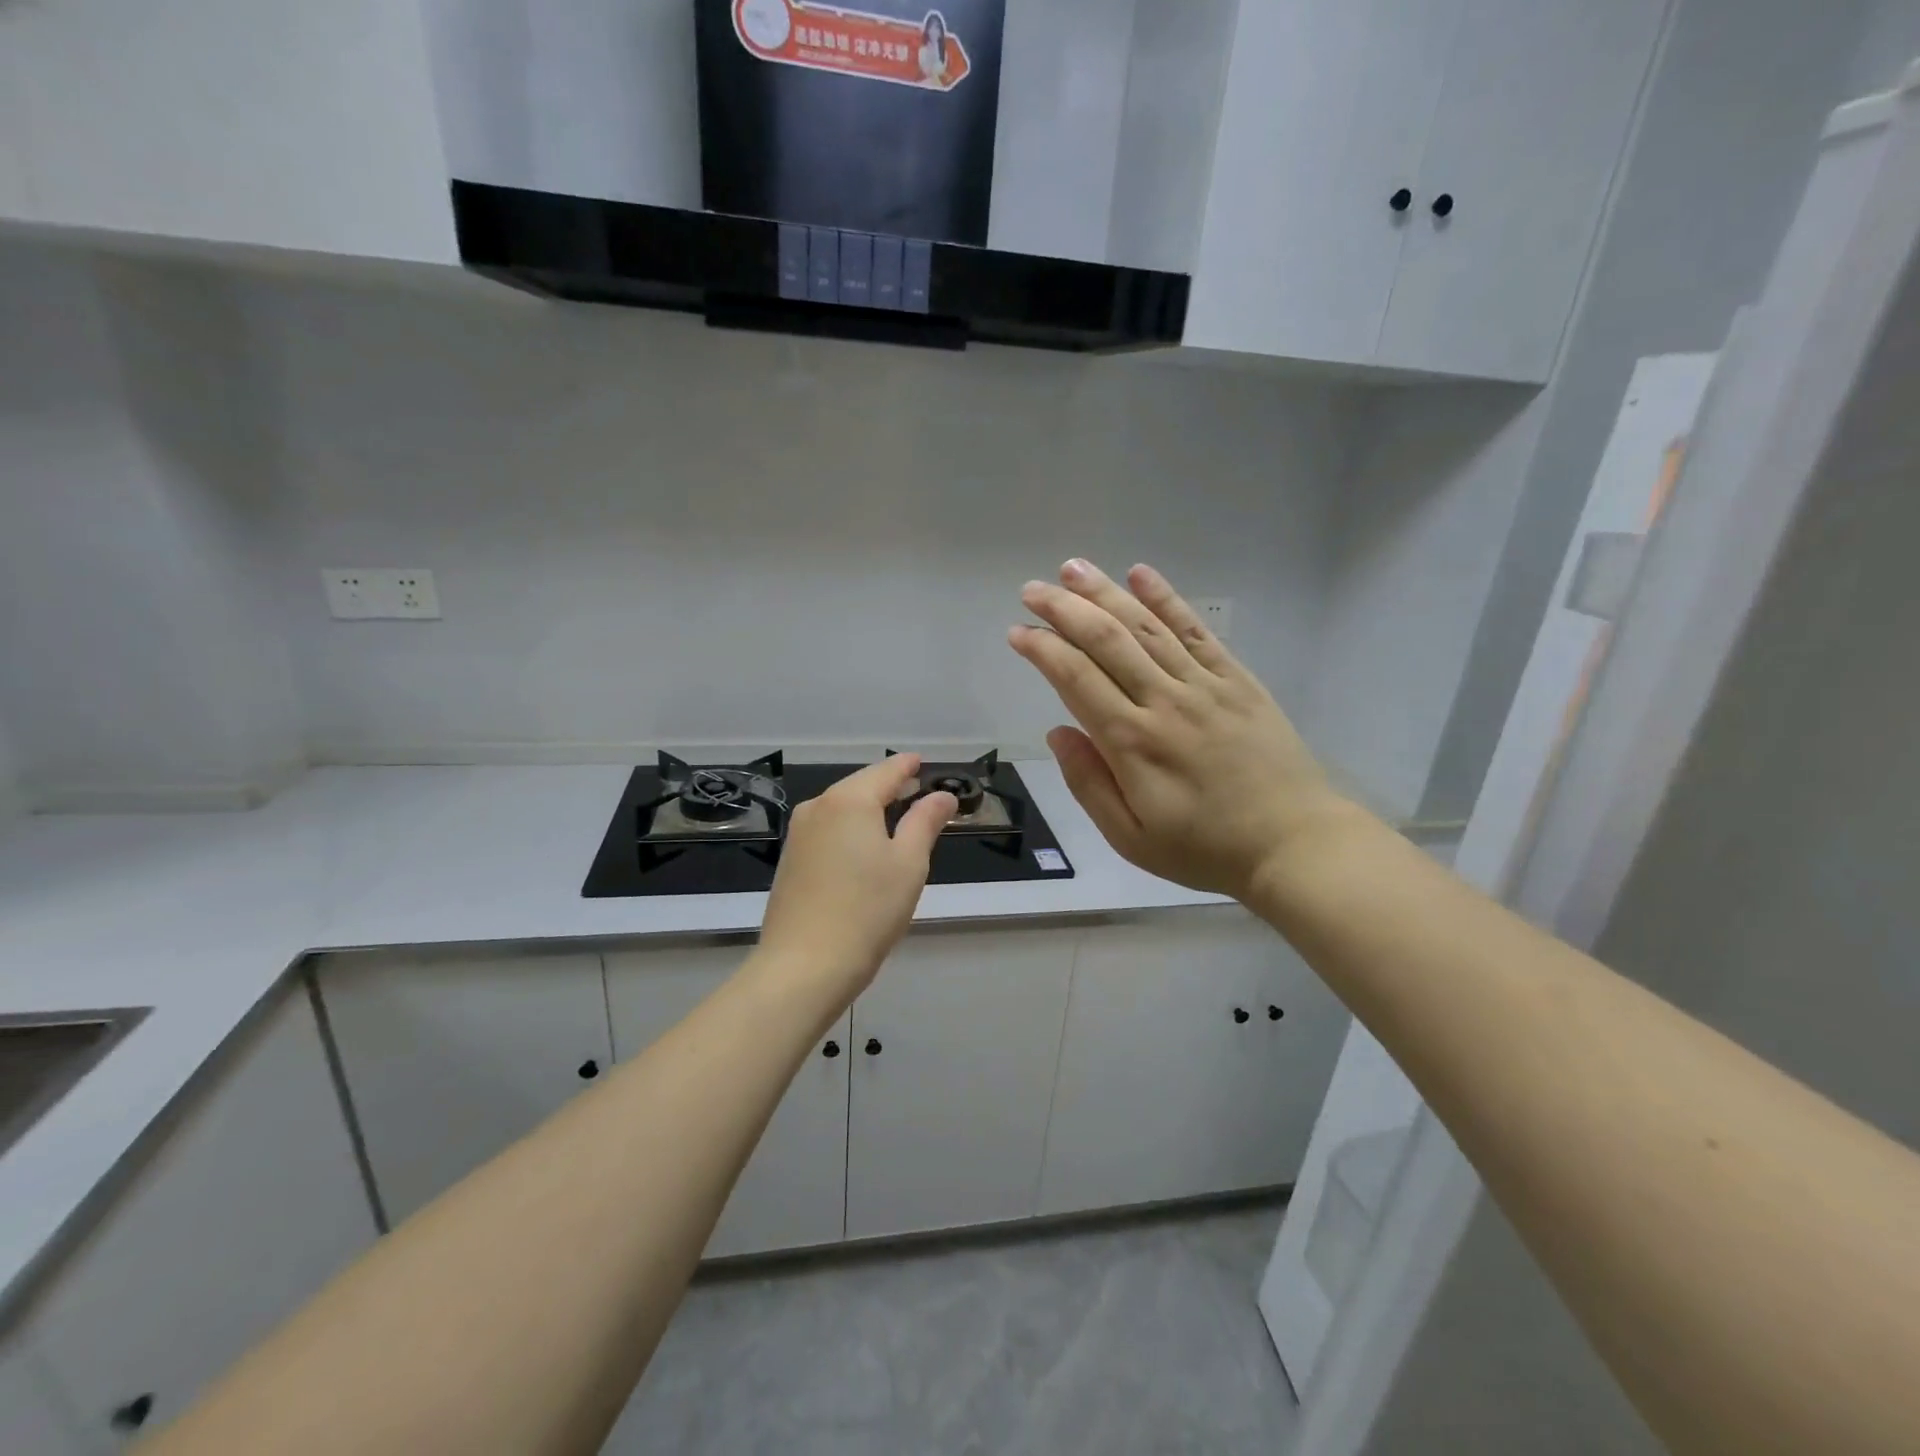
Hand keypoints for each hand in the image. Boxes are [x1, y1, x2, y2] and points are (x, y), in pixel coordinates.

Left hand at [756, 755, 956, 1004]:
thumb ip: (925, 821)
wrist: (804, 966)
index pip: (886, 771)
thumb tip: (942, 795)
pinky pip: (827, 829)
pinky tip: (864, 845)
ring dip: (868, 808)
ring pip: (841, 808)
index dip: (908, 766)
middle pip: (860, 786)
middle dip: (888, 786)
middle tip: (916, 789)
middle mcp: (818, 806)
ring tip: (895, 816)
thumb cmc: (867, 910)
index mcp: (850, 800)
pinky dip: (850, 828)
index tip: (922, 762)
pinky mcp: (790, 860)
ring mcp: (798, 834)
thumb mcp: (909, 864)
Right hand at [1009, 560, 1363, 899]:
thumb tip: (1057, 732)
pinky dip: (1167, 599)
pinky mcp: (1236, 679)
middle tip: (1033, 589)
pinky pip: (1196, 630)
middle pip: (1107, 640)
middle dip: (1065, 609)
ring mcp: (1204, 685)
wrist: (1293, 842)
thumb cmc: (1203, 848)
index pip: (1076, 678)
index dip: (1043, 649)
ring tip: (1073, 568)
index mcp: (1132, 743)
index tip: (1018, 632)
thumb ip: (1089, 783)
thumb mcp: (1130, 838)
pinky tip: (1141, 574)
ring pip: (1146, 626)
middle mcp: (1164, 701)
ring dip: (1106, 593)